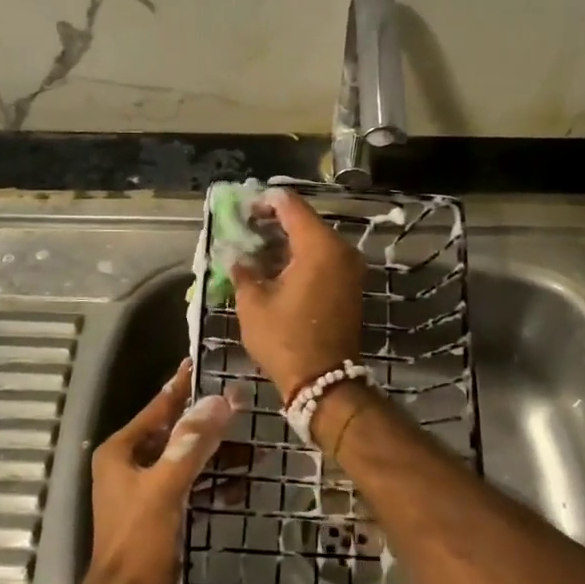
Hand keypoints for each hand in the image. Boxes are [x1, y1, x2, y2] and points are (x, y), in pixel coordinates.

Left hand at [90, 361, 238, 583]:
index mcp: (122, 451)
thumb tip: (220, 400)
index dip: (183, 386)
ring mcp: (146, 489)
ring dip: (217, 454)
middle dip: (209, 422)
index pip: (158, 407)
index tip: (206, 364)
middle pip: (176, 432)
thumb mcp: (166, 486)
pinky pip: (192, 486)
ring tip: (254, 447)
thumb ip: (192, 443)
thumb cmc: (139, 541)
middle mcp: (131, 464)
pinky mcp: (162, 512)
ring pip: (187, 459)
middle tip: (244, 405)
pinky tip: (243, 482)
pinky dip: (214, 482)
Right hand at [231, 188, 364, 400]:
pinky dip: (299, 256)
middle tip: (244, 227)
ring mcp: (349, 268)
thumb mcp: (253, 303)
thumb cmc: (285, 339)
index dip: (265, 201)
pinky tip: (274, 266)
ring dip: (286, 241)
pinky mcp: (349, 285)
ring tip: (254, 247)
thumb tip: (235, 255)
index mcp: (319, 246)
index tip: (242, 208)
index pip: (290, 206)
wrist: (324, 382)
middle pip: (304, 221)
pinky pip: (322, 258)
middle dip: (274, 222)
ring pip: (314, 240)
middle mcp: (341, 250)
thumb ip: (243, 270)